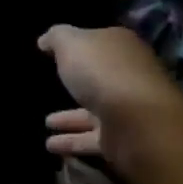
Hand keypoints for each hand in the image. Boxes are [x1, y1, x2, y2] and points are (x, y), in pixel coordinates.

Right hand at [40, 24, 182, 177]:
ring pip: (93, 112)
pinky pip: (91, 139)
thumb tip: (45, 41)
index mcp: (120, 47)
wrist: (137, 122)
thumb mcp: (70, 43)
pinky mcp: (123, 140)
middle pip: (99, 77)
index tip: (58, 53)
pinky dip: (72, 142)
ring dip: (70, 119)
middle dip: (78, 83)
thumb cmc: (103, 72)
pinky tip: (51, 146)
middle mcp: (127, 77)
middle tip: (52, 87)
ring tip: (46, 123)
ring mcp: (127, 110)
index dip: (79, 45)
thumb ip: (56, 37)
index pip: (98, 41)